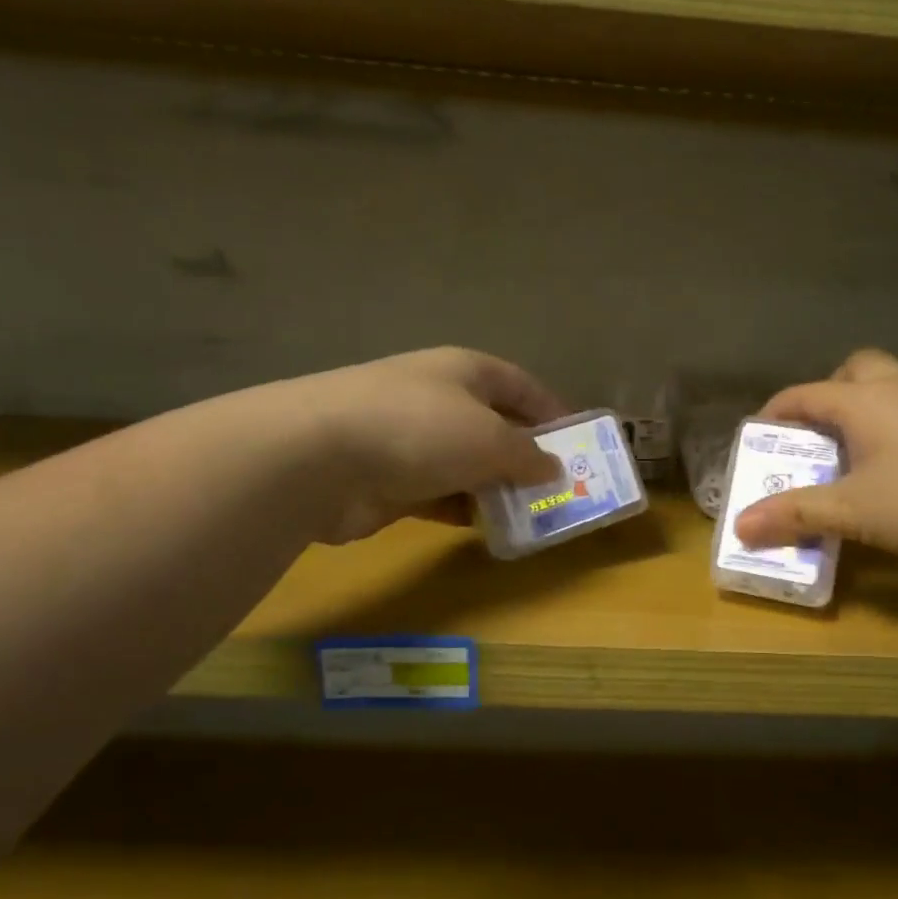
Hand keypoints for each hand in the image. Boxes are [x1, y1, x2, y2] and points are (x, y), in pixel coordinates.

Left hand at [268, 347, 567, 543]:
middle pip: (495, 425)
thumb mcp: (491, 439)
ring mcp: (411, 440)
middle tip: (561, 486)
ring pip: (468, 463)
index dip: (552, 409)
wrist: (318, 458)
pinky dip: (465, 508)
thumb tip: (554, 468)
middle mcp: (439, 399)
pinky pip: (442, 494)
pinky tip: (489, 527)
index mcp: (465, 371)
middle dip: (526, 455)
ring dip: (497, 487)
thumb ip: (529, 456)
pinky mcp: (391, 481)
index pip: (520, 384)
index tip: (580, 441)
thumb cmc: (420, 429)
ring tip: (533, 514)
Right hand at [734, 349, 897, 566]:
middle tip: (814, 437)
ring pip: (887, 391)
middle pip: (854, 371)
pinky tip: (893, 474)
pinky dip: (890, 433)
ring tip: (848, 459)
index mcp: (864, 402)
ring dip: (860, 414)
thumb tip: (740, 526)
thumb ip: (797, 515)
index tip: (755, 441)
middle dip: (826, 396)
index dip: (773, 414)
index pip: (804, 394)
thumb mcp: (855, 513)